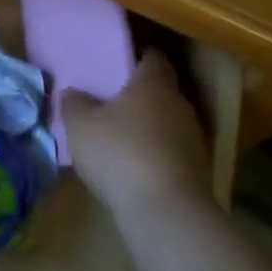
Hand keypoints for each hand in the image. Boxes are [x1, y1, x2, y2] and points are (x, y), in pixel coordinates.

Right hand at [65, 50, 211, 221]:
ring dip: (147, 127)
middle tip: (110, 99)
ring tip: (118, 136)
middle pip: (161, 91)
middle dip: (139, 94)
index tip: (119, 60)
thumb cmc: (120, 153)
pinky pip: (170, 152)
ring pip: (166, 123)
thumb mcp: (80, 125)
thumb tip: (74, 93)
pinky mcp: (197, 173)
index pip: (152, 58)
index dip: (137, 56)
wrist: (167, 214)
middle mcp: (179, 106)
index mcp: (154, 85)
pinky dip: (154, 154)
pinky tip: (132, 166)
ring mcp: (193, 141)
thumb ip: (74, 104)